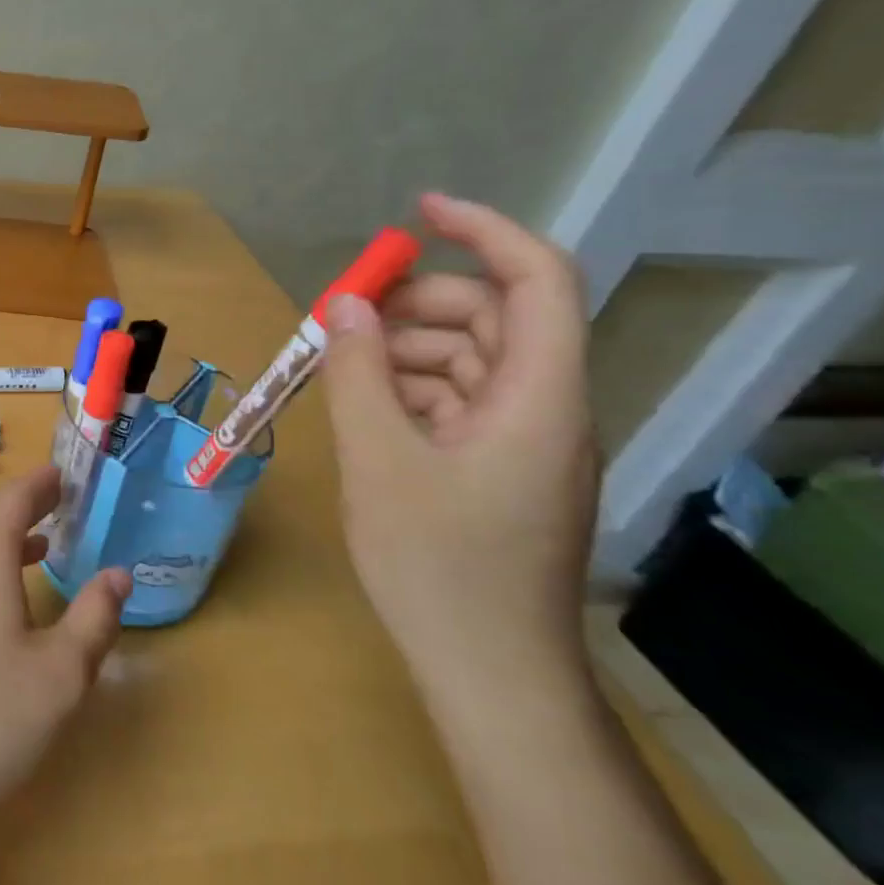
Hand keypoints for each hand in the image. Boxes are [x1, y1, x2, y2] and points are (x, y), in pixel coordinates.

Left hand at [0, 467, 130, 831]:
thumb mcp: (60, 673)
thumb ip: (93, 618)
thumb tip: (119, 574)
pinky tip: (4, 603)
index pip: (12, 501)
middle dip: (25, 508)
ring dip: (6, 541)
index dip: (39, 484)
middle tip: (59, 502)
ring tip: (42, 544)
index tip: (62, 473)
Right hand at [319, 193, 598, 701]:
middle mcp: (545, 407)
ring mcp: (524, 441)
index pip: (538, 280)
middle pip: (493, 318)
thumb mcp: (381, 461)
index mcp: (539, 396)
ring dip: (404, 349)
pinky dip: (409, 390)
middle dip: (418, 303)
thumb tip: (345, 309)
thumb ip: (359, 374)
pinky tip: (363, 409)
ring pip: (468, 360)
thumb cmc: (438, 565)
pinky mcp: (499, 468)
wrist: (489, 671)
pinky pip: (456, 402)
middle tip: (344, 315)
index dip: (484, 231)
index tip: (416, 213)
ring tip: (338, 368)